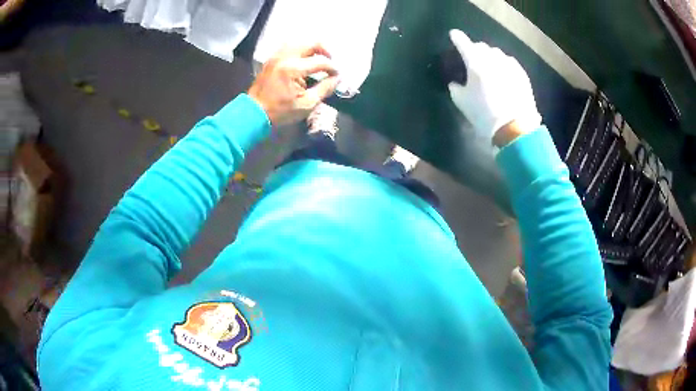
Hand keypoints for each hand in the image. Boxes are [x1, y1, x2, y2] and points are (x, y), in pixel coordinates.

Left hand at [248, 44, 339, 125]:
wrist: (254, 112)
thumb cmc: (281, 111)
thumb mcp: (307, 104)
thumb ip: (324, 89)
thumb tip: (337, 78)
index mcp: (293, 69)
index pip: (320, 61)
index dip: (332, 67)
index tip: (337, 75)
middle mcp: (285, 57)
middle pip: (310, 43)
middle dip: (324, 50)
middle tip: (330, 61)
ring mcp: (277, 56)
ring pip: (299, 42)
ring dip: (311, 48)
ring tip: (318, 59)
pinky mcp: (272, 59)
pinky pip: (289, 46)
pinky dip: (299, 49)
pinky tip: (304, 59)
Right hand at [448, 30, 541, 146]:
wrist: (515, 129)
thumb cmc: (484, 115)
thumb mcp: (462, 103)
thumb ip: (455, 88)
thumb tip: (456, 83)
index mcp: (475, 63)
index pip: (463, 43)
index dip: (457, 38)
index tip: (454, 35)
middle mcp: (493, 59)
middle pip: (482, 46)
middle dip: (475, 49)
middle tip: (473, 59)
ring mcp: (509, 65)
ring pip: (497, 53)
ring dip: (490, 56)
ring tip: (490, 67)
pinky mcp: (522, 74)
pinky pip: (510, 62)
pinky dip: (504, 64)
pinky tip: (503, 74)